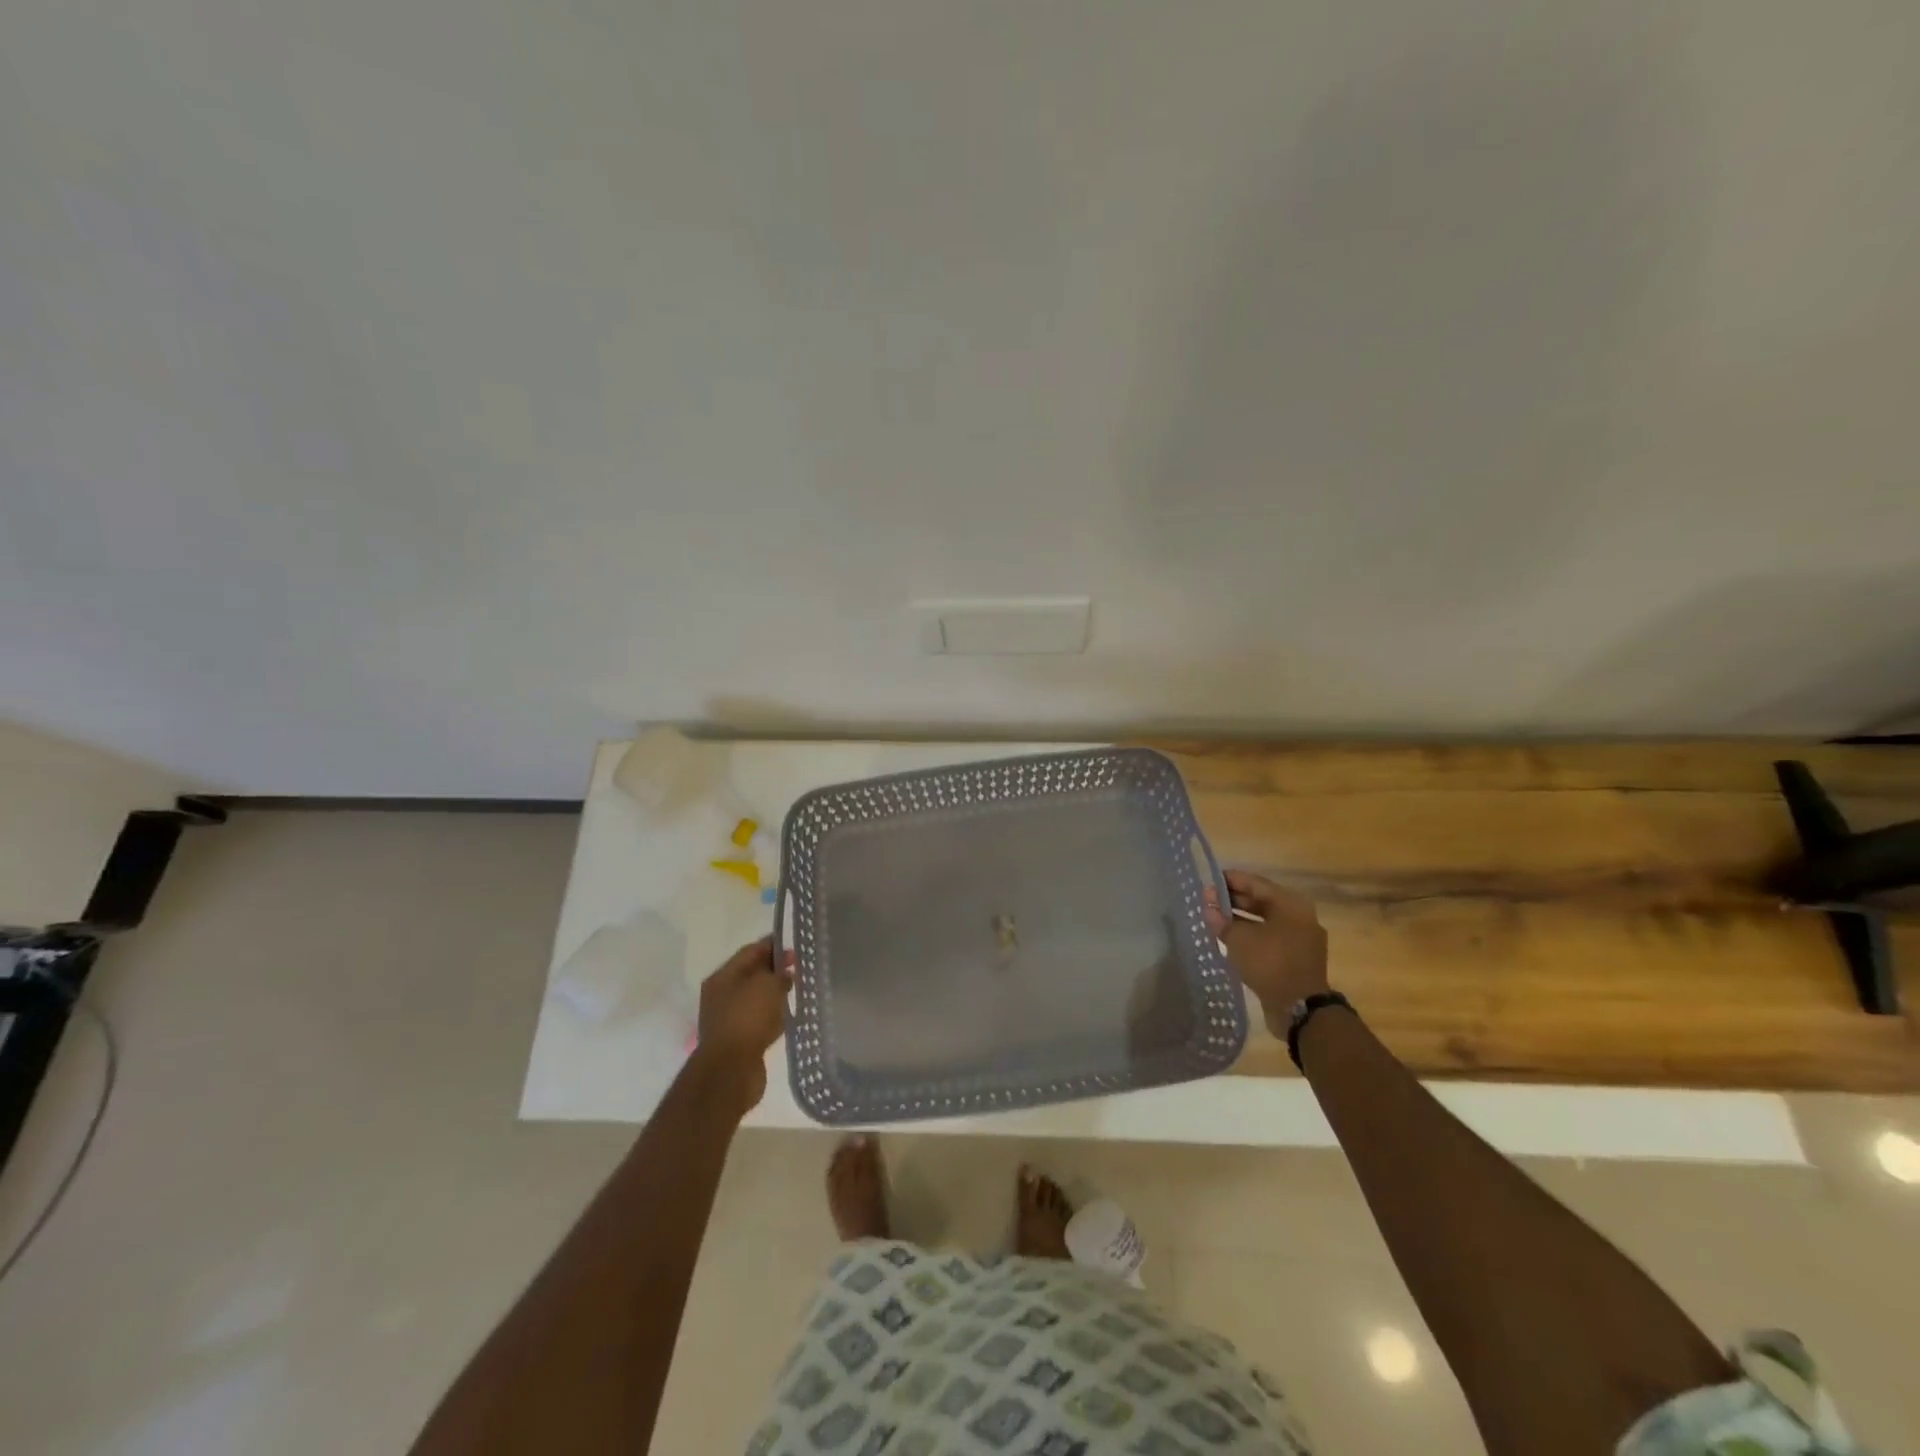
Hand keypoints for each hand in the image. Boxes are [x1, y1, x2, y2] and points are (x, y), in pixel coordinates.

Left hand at [688, 936, 795, 1111]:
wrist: (731, 1071)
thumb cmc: (748, 1018)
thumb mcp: (768, 985)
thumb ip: (779, 973)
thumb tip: (784, 974)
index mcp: (723, 976)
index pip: (751, 951)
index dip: (774, 945)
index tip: (796, 947)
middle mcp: (721, 995)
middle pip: (752, 974)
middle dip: (776, 970)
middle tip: (800, 969)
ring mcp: (728, 1019)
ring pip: (756, 998)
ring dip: (775, 994)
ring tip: (797, 992)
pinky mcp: (737, 1040)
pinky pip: (758, 1020)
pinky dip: (773, 1016)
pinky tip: (788, 1018)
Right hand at [1203, 870, 1329, 1036]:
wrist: (1299, 1008)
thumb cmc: (1269, 962)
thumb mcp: (1238, 938)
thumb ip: (1221, 918)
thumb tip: (1207, 902)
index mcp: (1290, 904)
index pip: (1255, 883)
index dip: (1230, 880)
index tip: (1208, 881)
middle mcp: (1300, 916)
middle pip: (1262, 901)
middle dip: (1234, 900)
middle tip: (1208, 901)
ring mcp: (1301, 939)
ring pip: (1266, 921)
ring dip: (1241, 920)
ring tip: (1215, 920)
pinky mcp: (1298, 958)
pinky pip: (1271, 939)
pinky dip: (1252, 936)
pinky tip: (1231, 940)